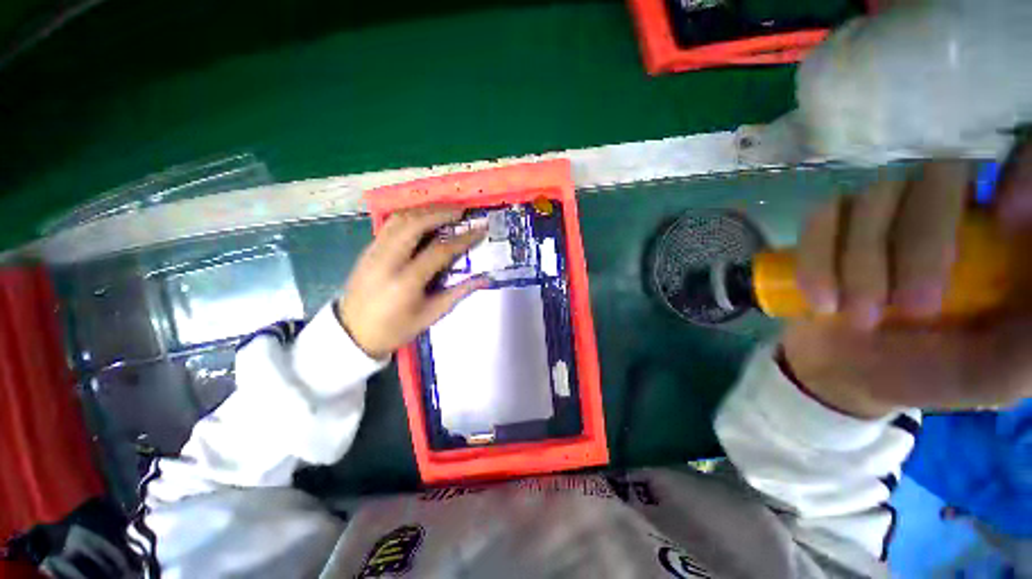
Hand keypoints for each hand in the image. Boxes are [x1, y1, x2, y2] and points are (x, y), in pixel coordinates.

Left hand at [337, 207, 488, 358]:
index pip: (439, 251)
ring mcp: (373, 252)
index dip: (463, 238)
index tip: (479, 229)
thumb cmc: (396, 329)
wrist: (353, 333)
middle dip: (440, 213)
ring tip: (444, 210)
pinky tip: (422, 219)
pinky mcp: (367, 250)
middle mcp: (387, 261)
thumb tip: (484, 278)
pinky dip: (409, 216)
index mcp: (406, 282)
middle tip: (461, 211)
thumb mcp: (431, 316)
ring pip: (399, 219)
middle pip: (415, 224)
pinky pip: (389, 225)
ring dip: (424, 210)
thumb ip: (458, 293)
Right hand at [783, 148, 1031, 417]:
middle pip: (940, 173)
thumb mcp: (991, 375)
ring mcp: (886, 207)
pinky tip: (819, 300)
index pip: (1023, 156)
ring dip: (860, 264)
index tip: (1011, 216)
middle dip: (922, 244)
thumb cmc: (925, 373)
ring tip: (857, 319)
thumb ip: (1027, 347)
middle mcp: (949, 205)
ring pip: (875, 197)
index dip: (1023, 166)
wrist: (843, 369)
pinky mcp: (834, 221)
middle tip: (911, 310)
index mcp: (999, 237)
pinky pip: (822, 216)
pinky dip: (817, 258)